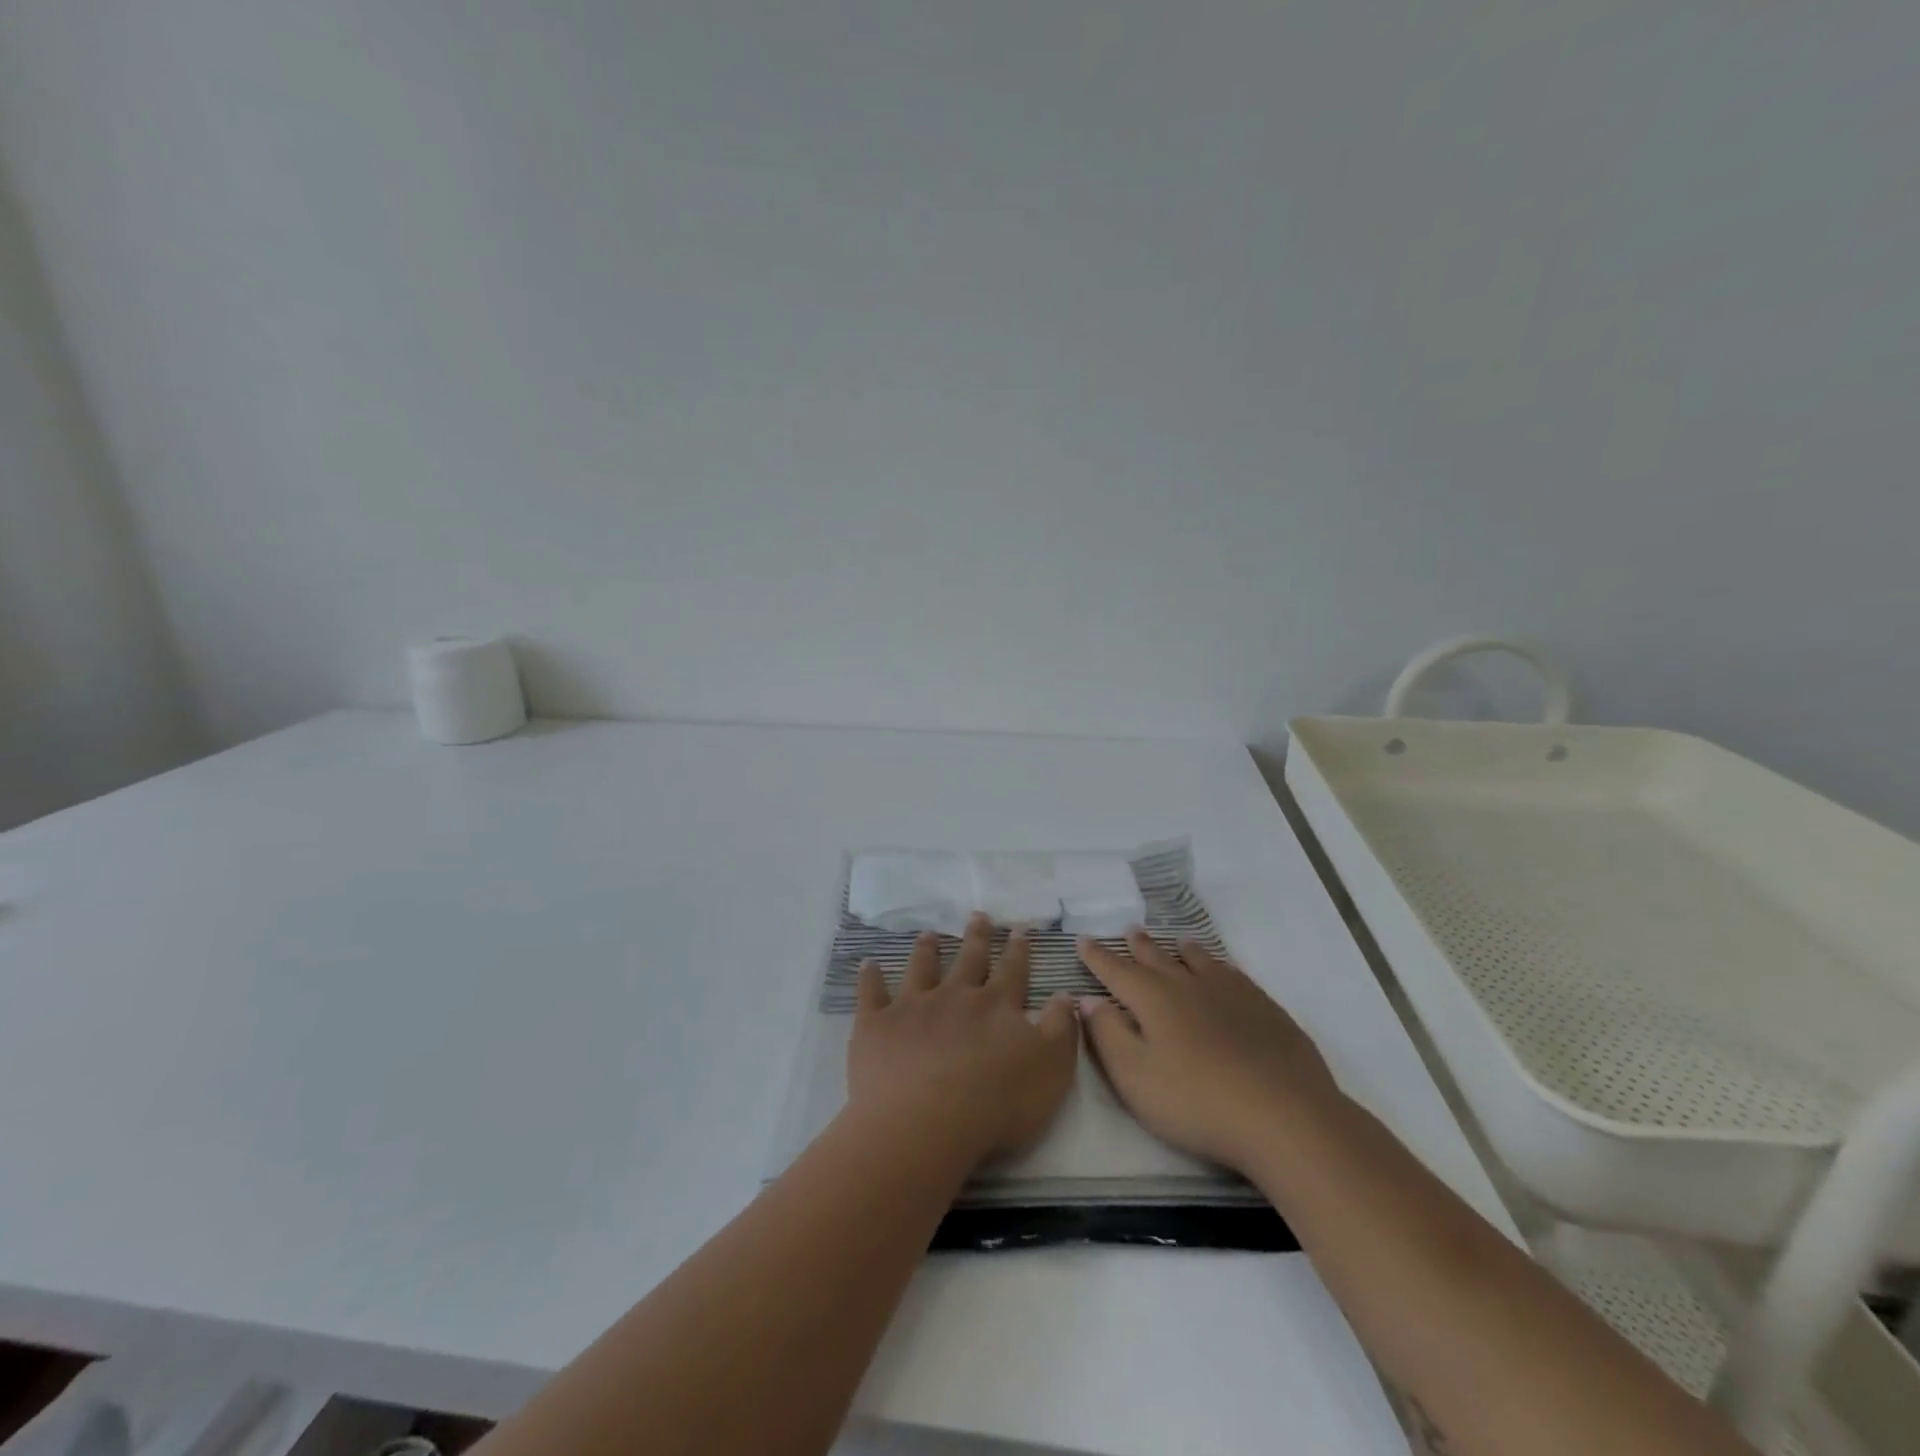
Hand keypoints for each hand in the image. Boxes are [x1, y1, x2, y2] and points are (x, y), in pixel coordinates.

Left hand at [848, 914, 1077, 1167]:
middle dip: (977, 937)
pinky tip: (868, 964)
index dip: (1018, 950)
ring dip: (927, 950)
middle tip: (978, 915)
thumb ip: (1061, 1029)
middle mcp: (955, 996)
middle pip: (969, 960)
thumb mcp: (1051, 1069)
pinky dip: (870, 978)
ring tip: (928, 933)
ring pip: (922, 969)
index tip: (1019, 929)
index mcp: (997, 1006)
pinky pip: (872, 994)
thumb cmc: (997, 1103)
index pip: (1012, 971)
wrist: (925, 1123)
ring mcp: (913, 1007)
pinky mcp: (877, 1025)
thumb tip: (1065, 994)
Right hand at [1077, 929, 1340, 1173]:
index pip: (1116, 971)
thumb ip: (1108, 1034)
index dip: (1097, 957)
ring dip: (1182, 950)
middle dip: (1138, 946)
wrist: (1283, 1114)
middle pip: (1157, 958)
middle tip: (1129, 930)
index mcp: (1152, 999)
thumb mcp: (1135, 1076)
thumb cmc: (1196, 1100)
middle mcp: (1187, 984)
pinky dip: (1220, 966)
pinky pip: (1234, 975)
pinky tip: (1224, 971)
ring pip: (1199, 961)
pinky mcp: (1263, 1008)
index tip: (1082, 940)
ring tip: (1177, 941)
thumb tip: (1088, 999)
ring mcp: (1229, 993)